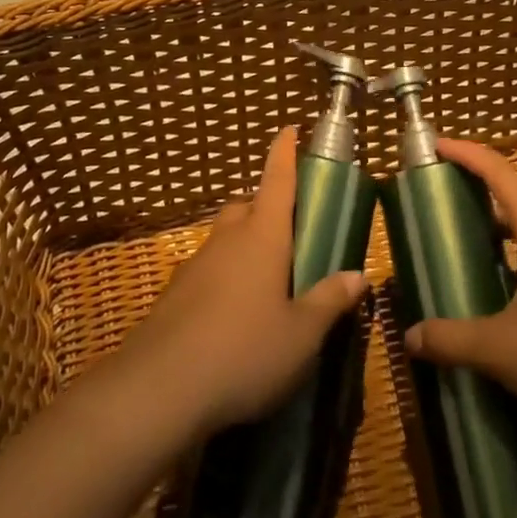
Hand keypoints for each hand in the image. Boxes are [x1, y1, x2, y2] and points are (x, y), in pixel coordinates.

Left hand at [118, 129, 366, 441]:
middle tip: (288, 230)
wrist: (158, 389)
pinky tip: (231, 314)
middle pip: (247, 205)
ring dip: (244, 244)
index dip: (284, 152)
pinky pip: (207, 269)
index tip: (289, 128)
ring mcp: (197, 263)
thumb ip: (329, 301)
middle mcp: (228, 238)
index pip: (277, 179)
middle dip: (265, 206)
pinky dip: (223, 276)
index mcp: (263, 236)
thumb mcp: (301, 335)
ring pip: (225, 237)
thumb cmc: (244, 351)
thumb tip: (358, 275)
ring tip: (265, 278)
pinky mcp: (175, 293)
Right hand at [405, 139, 516, 427]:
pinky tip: (514, 298)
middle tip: (443, 210)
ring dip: (502, 233)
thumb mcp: (505, 350)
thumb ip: (454, 341)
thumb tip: (410, 337)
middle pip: (514, 198)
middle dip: (477, 196)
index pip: (497, 170)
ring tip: (471, 254)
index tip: (436, 146)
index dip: (465, 152)